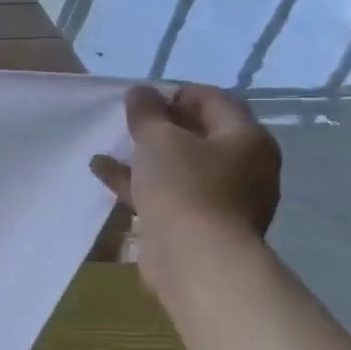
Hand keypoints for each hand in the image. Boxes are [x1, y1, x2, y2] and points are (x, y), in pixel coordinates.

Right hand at [90, 83, 280, 258]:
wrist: (196, 257)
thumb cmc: (184, 186)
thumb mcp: (158, 139)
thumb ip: (146, 112)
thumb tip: (141, 92)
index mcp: (246, 138)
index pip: (215, 100)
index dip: (177, 93)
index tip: (142, 97)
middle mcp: (244, 166)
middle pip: (200, 134)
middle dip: (162, 125)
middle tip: (129, 120)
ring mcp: (223, 198)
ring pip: (181, 166)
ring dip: (147, 155)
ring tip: (112, 145)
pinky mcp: (200, 223)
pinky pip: (168, 192)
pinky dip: (140, 181)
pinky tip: (104, 172)